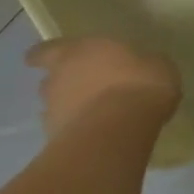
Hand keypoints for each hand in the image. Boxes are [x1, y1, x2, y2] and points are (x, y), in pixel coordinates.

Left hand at [26, 37, 180, 141]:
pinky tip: (99, 134)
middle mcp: (58, 79)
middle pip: (51, 80)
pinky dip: (78, 131)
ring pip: (56, 107)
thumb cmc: (138, 83)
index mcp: (77, 51)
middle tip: (85, 88)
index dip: (43, 55)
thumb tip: (143, 67)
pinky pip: (66, 131)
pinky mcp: (56, 142)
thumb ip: (141, 64)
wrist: (119, 131)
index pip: (47, 51)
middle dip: (64, 84)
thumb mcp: (156, 64)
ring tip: (95, 115)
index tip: (38, 60)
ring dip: (70, 109)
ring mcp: (53, 112)